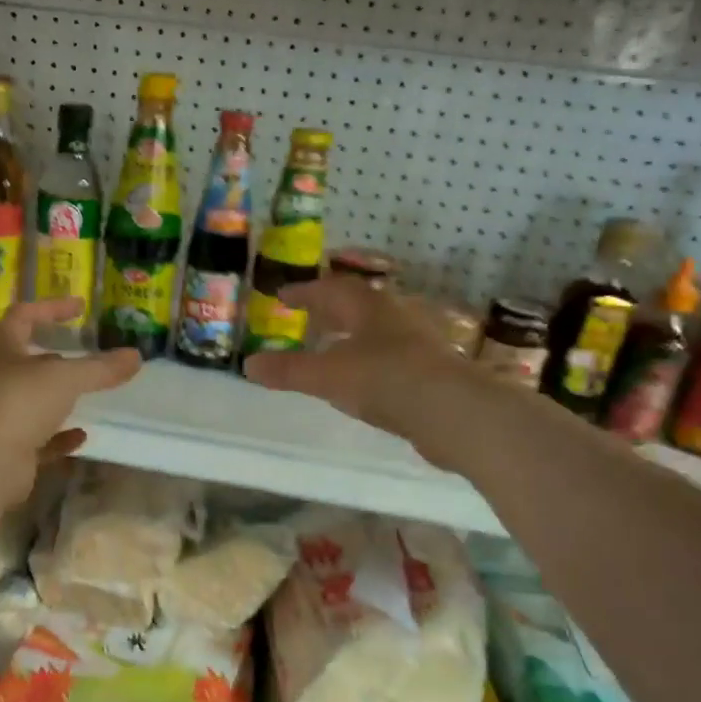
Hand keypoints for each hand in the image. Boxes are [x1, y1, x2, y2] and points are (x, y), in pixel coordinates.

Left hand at [0, 298, 141, 501]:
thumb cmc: (18, 403)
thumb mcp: (65, 378)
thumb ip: (101, 368)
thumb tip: (136, 356)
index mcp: (2, 350)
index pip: (23, 316)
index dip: (51, 308)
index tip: (80, 307)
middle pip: (24, 361)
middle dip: (53, 356)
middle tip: (83, 354)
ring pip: (30, 401)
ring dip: (55, 398)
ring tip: (85, 394)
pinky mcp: (7, 452)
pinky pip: (38, 440)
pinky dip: (59, 437)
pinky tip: (80, 436)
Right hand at [241, 278, 464, 438]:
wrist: (452, 412)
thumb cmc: (385, 379)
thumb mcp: (327, 375)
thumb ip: (288, 371)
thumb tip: (248, 365)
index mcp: (368, 306)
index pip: (331, 289)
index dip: (304, 292)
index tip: (281, 296)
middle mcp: (394, 317)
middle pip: (356, 307)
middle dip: (329, 311)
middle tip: (306, 318)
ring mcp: (415, 345)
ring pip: (374, 333)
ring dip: (349, 337)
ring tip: (328, 350)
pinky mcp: (427, 373)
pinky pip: (386, 359)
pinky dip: (365, 363)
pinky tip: (358, 381)